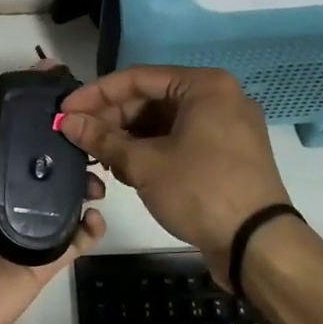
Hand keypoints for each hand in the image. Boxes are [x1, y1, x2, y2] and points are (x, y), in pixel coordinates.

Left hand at [0, 123, 105, 323]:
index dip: (17, 122)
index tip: (48, 101)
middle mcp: (0, 199)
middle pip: (36, 166)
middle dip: (60, 151)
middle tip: (86, 140)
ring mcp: (26, 229)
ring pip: (61, 198)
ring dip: (81, 184)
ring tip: (96, 179)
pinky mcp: (45, 258)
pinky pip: (75, 238)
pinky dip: (91, 227)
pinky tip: (95, 217)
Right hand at [58, 65, 290, 285]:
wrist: (257, 245)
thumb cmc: (200, 191)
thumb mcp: (144, 164)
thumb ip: (102, 138)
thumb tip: (66, 121)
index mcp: (204, 86)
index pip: (137, 78)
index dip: (96, 94)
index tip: (65, 110)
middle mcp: (218, 98)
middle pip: (151, 98)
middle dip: (112, 118)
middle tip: (77, 136)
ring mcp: (226, 127)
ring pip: (164, 122)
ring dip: (128, 137)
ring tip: (96, 156)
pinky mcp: (226, 154)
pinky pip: (180, 140)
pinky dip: (151, 150)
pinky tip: (124, 167)